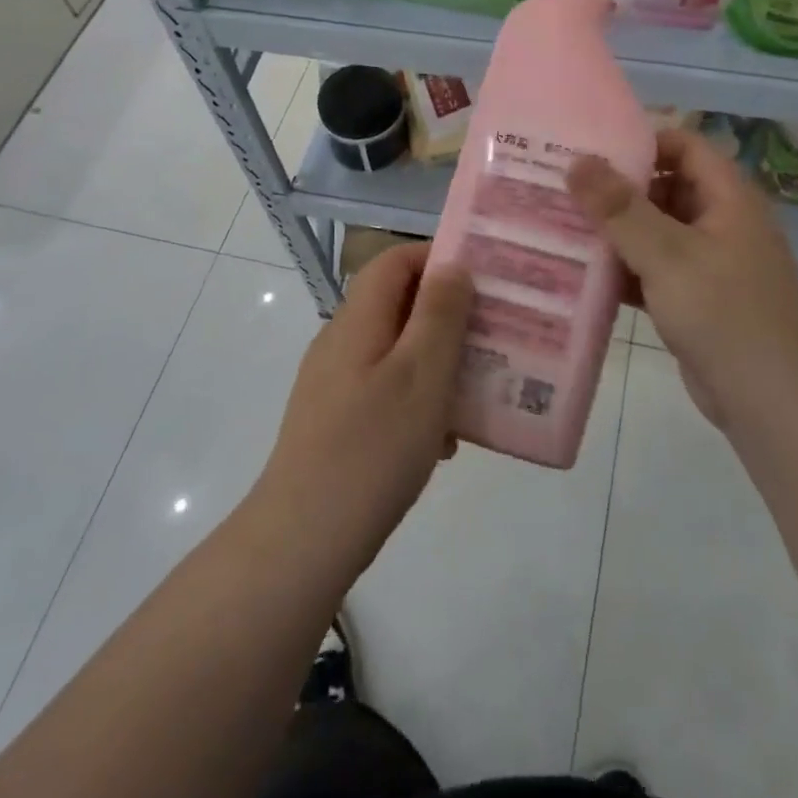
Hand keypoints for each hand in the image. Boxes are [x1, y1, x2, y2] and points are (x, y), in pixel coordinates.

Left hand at [255, 244, 473, 573]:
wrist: (304, 539)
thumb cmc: (373, 448)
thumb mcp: (421, 374)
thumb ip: (439, 314)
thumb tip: (451, 266)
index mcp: (357, 321)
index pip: (395, 261)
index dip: (438, 258)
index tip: (483, 278)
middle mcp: (341, 342)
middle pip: (398, 304)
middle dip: (448, 314)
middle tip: (493, 333)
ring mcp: (334, 383)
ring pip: (397, 350)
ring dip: (438, 360)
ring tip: (478, 388)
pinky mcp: (336, 421)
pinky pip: (387, 389)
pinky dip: (419, 398)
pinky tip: (444, 439)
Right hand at [567, 130, 797, 430]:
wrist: (769, 401)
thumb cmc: (722, 314)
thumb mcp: (666, 255)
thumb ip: (620, 208)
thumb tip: (578, 160)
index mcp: (729, 198)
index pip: (685, 145)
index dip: (641, 141)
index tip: (591, 150)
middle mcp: (722, 222)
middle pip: (666, 187)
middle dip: (619, 189)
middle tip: (566, 189)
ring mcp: (711, 262)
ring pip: (657, 231)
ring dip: (617, 231)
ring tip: (564, 226)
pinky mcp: (697, 297)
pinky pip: (656, 268)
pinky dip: (626, 268)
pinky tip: (584, 274)